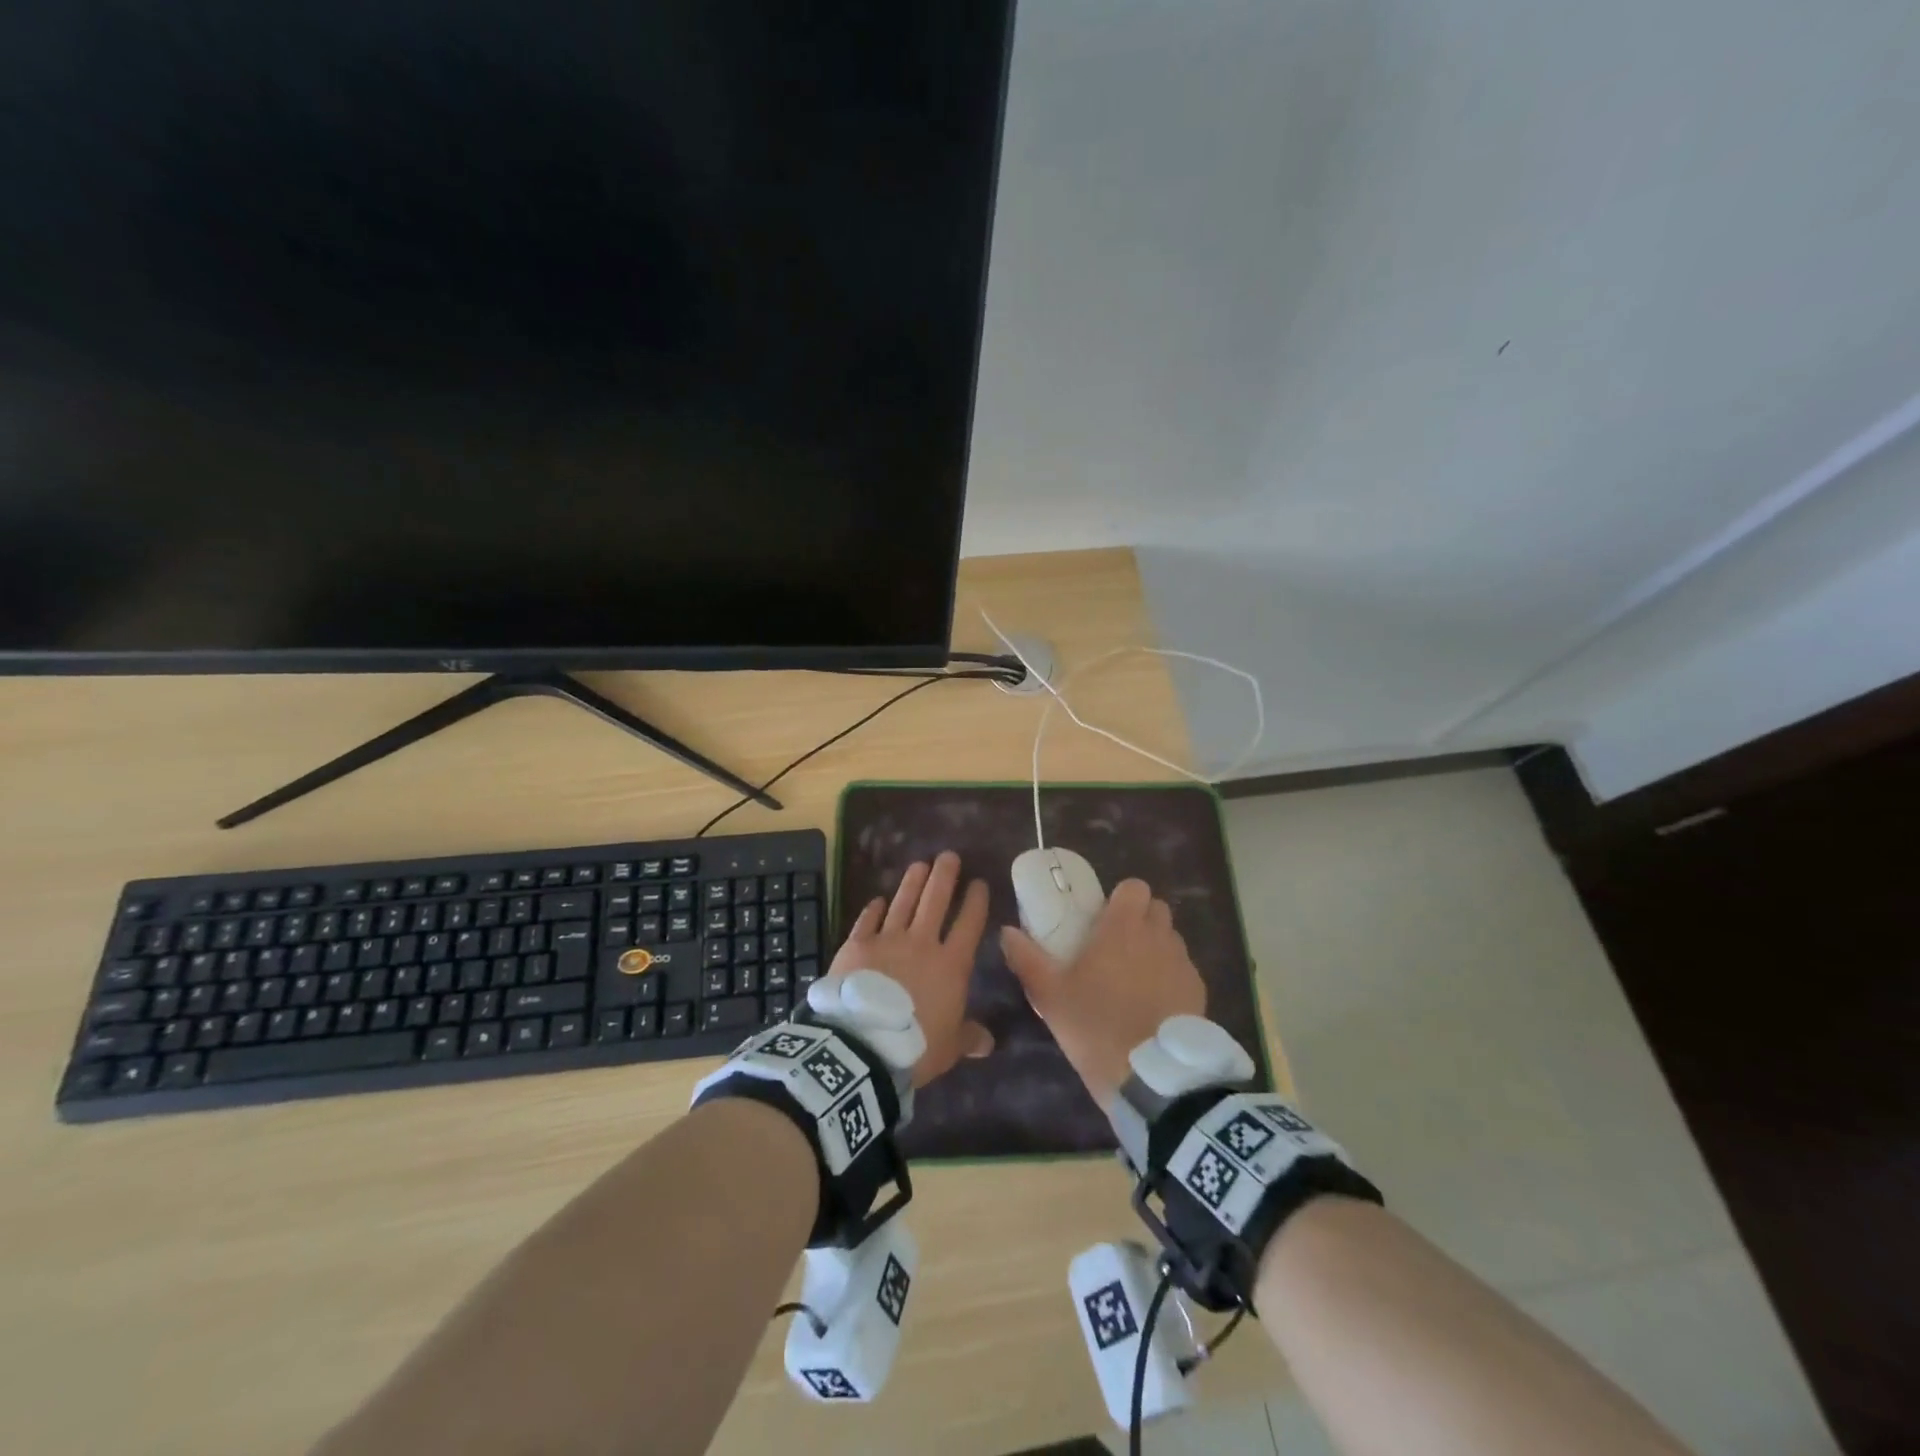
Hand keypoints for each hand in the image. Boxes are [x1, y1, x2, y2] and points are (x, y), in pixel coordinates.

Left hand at [829, 851, 993, 1087]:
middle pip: (936, 900)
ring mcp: (887, 940)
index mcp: (951, 964)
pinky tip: (877, 900)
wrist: (862, 1044)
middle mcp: (921, 943)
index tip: (979, 883)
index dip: (975, 901)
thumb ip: (968, 1037)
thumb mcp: (949, 1047)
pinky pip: (867, 921)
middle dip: (945, 876)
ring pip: (903, 902)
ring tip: (919, 864)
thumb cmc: (915, 1046)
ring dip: (912, 882)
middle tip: (949, 855)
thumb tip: (988, 1042)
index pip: (969, 923)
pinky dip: (873, 909)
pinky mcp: (857, 945)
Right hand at [1000, 877, 1204, 1107]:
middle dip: (1140, 919)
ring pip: (1171, 939)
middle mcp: (1158, 937)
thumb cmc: (1096, 1026)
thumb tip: (1007, 932)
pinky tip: (1154, 1005)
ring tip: (1134, 978)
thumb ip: (1026, 959)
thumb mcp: (1050, 996)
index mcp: (1123, 928)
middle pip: (1156, 909)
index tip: (1104, 918)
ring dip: (1156, 947)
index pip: (1134, 887)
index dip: (1121, 898)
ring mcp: (1183, 964)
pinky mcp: (1199, 992)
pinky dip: (1170, 977)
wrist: (1152, 1078)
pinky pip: (1183, 970)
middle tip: (1116, 946)